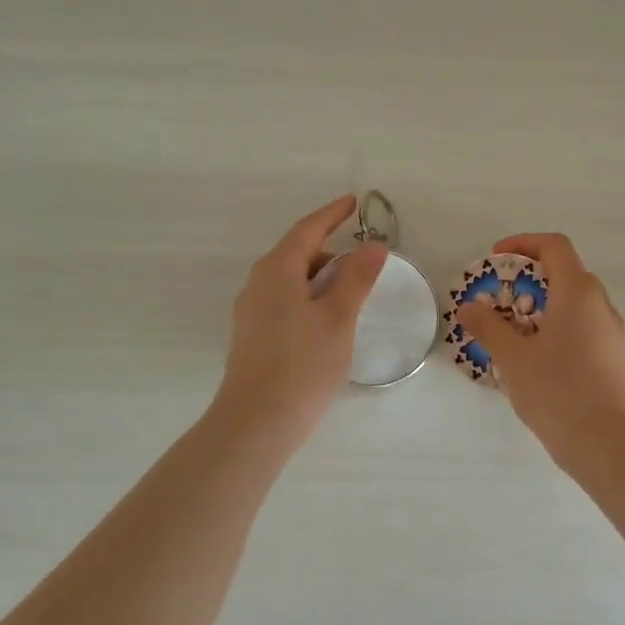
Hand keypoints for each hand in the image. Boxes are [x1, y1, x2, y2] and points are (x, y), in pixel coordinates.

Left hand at [215, 194, 387, 440]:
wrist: (256, 422)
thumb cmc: (303, 363)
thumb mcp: (339, 317)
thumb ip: (357, 277)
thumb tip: (373, 245)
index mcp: (277, 269)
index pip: (308, 229)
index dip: (332, 214)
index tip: (354, 202)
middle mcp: (258, 283)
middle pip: (297, 253)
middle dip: (330, 249)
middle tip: (363, 258)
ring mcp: (251, 310)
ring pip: (290, 280)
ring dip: (320, 277)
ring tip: (350, 293)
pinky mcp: (252, 335)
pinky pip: (284, 301)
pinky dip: (309, 298)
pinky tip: (326, 320)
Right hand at [455, 233, 624, 467]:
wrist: (606, 442)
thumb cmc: (557, 390)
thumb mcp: (512, 357)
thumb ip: (488, 326)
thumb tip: (469, 307)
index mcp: (578, 292)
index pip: (555, 246)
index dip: (524, 243)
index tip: (497, 259)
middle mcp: (599, 304)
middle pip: (566, 272)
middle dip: (530, 277)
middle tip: (499, 297)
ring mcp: (609, 331)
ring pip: (574, 302)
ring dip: (542, 304)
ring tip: (511, 330)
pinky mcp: (611, 357)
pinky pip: (581, 327)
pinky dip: (555, 326)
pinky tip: (533, 357)